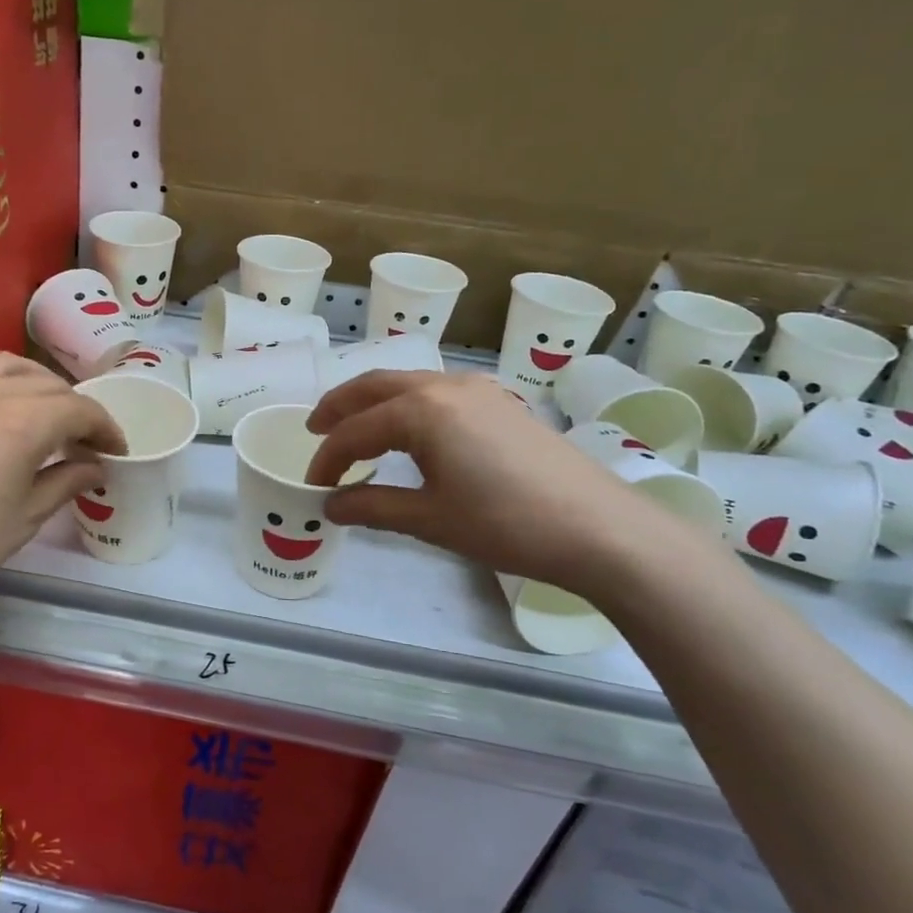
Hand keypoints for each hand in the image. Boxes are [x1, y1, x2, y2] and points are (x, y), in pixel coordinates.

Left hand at [0, 352, 124, 619]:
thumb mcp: (24, 519)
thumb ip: (65, 482)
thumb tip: (94, 467)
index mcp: (21, 421)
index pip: (78, 409)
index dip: (105, 427)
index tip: (116, 449)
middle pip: (46, 383)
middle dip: (74, 406)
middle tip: (83, 438)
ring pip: (5, 367)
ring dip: (36, 384)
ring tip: (44, 413)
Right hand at [304, 370, 691, 595]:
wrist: (599, 528)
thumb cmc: (506, 523)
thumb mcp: (430, 519)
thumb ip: (373, 506)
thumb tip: (331, 505)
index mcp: (421, 410)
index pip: (355, 430)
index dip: (327, 457)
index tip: (313, 485)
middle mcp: (445, 386)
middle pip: (376, 386)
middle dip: (340, 407)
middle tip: (315, 430)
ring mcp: (479, 390)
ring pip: (409, 384)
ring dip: (375, 402)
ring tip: (357, 428)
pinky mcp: (502, 403)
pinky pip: (439, 392)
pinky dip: (409, 405)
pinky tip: (412, 431)